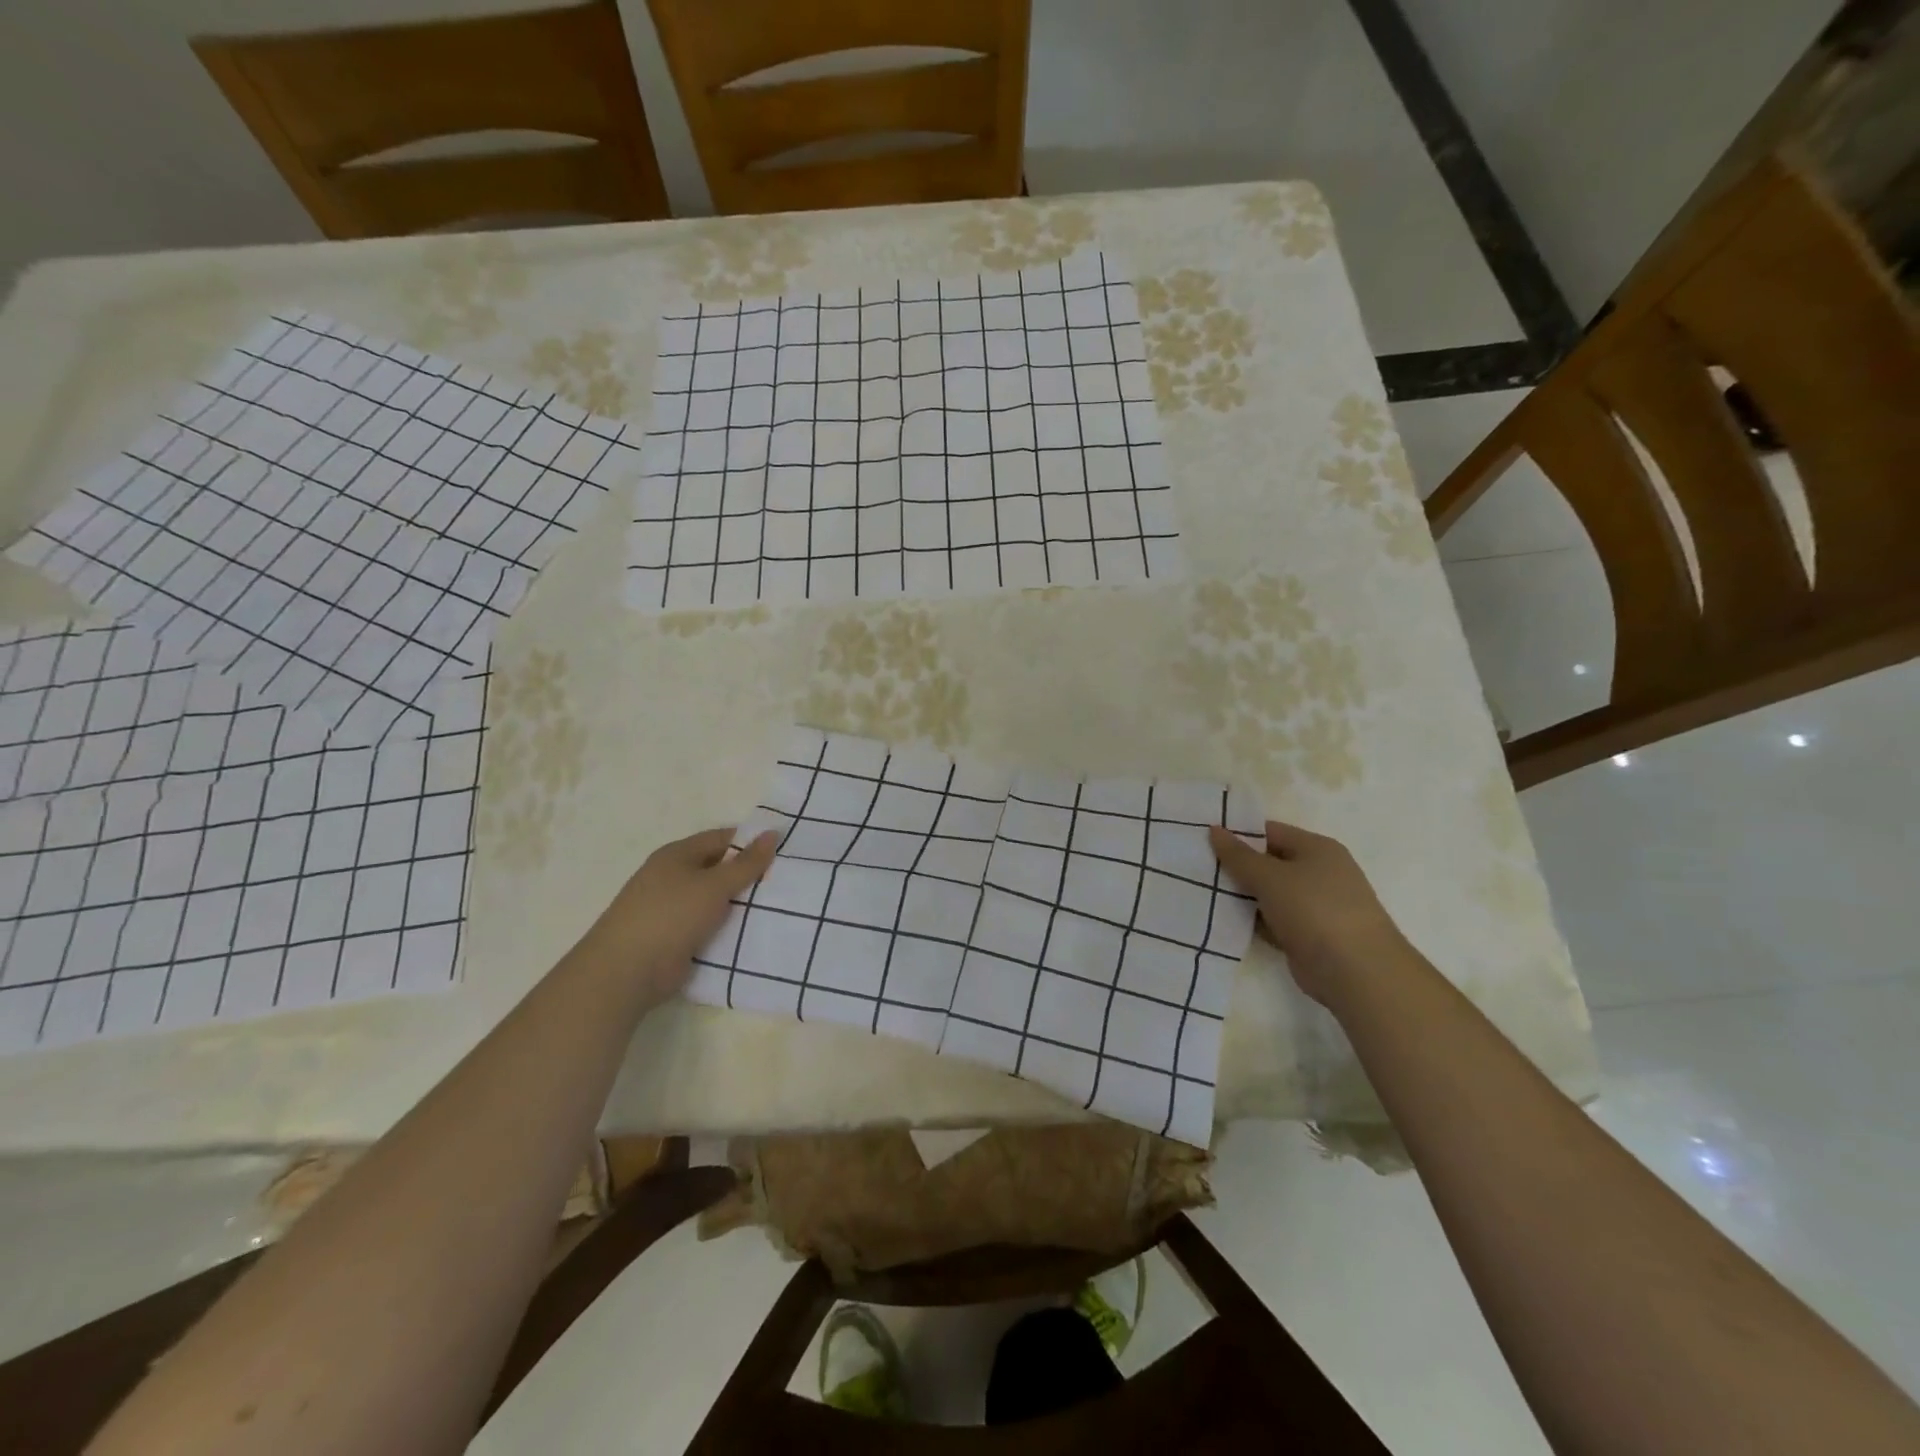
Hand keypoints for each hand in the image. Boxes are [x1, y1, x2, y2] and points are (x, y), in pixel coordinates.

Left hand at [576, 827, 777, 1000]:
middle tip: (785, 881)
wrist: (626, 971)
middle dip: (748, 874)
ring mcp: (671, 908)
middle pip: (718, 868)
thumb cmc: (670, 915)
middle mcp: (672, 876)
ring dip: (739, 903)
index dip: (751, 842)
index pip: (721, 838)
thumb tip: (772, 833)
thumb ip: (746, 863)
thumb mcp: (715, 885)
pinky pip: (708, 924)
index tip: (783, 852)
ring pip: (715, 899)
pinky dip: (727, 926)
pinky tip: (753, 931)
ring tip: (778, 906)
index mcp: (677, 854)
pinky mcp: (674, 936)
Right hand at [1208, 819, 1406, 1005]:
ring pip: (1269, 893)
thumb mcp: (1270, 877)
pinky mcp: (1308, 935)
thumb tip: (1215, 829)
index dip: (1238, 834)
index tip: (1204, 841)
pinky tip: (1224, 921)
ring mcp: (1315, 906)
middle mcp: (1319, 873)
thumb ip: (1238, 855)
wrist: (1356, 972)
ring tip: (1202, 893)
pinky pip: (1273, 920)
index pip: (1270, 831)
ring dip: (1242, 896)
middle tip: (1198, 868)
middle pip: (1269, 862)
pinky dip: (1253, 921)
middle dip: (1236, 866)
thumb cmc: (1314, 910)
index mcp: (1317, 849)